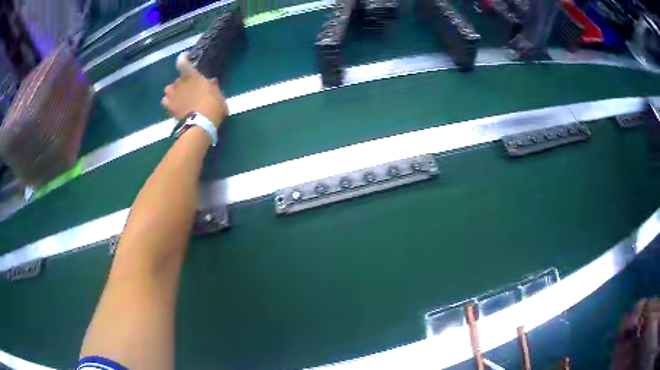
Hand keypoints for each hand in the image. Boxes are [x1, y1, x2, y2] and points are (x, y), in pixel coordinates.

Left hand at [161, 53, 227, 128]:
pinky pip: (165, 100)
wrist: (200, 125)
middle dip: (183, 83)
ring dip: (173, 91)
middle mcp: (180, 82)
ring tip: (179, 97)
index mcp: (192, 76)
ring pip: (169, 89)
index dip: (183, 59)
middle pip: (178, 79)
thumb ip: (213, 87)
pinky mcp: (169, 107)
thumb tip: (211, 81)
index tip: (185, 59)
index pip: (182, 62)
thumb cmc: (212, 106)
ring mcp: (173, 95)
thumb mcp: (219, 95)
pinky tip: (174, 105)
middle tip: (190, 90)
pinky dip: (168, 102)